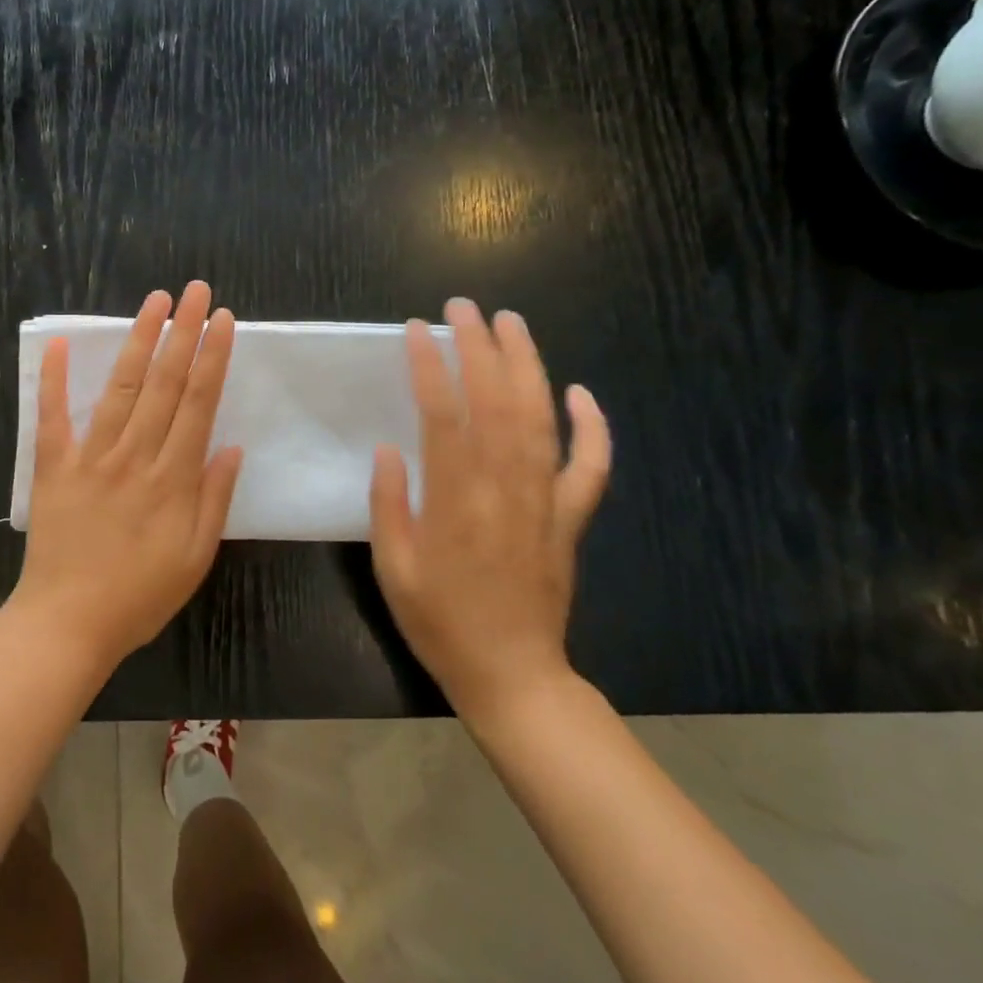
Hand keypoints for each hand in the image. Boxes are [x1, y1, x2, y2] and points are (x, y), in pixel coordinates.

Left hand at [13, 282, 244, 669]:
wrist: (67, 624)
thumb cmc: (139, 597)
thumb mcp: (195, 559)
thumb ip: (214, 500)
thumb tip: (232, 447)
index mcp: (173, 479)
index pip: (198, 404)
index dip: (212, 358)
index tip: (222, 320)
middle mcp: (134, 456)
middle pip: (163, 384)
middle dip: (183, 332)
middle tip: (196, 290)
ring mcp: (90, 457)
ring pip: (120, 388)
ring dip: (138, 340)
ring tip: (154, 301)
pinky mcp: (53, 467)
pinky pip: (52, 416)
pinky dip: (55, 379)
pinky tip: (61, 342)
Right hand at [368, 299, 611, 721]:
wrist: (513, 674)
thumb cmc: (440, 621)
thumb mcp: (393, 569)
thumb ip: (389, 505)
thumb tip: (389, 448)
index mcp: (456, 501)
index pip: (444, 416)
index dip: (431, 367)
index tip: (418, 330)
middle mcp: (505, 489)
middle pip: (497, 403)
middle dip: (480, 347)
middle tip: (464, 307)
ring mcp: (545, 502)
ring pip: (541, 420)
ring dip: (528, 366)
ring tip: (513, 323)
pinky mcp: (570, 520)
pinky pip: (591, 467)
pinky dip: (592, 427)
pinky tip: (581, 392)